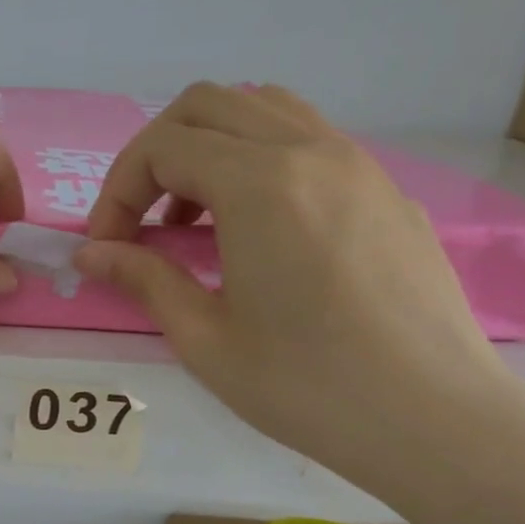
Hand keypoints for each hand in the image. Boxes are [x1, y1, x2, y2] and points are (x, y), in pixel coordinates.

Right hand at [76, 82, 524, 497]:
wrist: (435, 418)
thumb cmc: (306, 386)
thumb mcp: (204, 338)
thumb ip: (143, 279)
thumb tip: (89, 254)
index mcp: (260, 186)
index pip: (162, 147)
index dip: (117, 192)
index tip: (106, 248)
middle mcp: (310, 152)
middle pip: (206, 105)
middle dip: (153, 156)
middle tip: (137, 222)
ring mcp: (356, 164)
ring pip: (261, 109)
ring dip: (207, 148)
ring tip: (193, 219)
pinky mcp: (384, 189)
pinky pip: (306, 138)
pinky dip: (257, 159)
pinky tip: (253, 228)